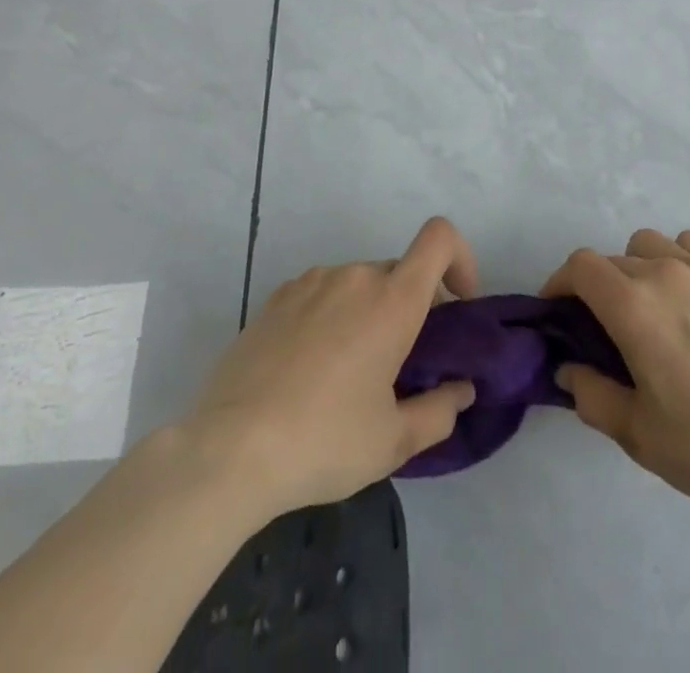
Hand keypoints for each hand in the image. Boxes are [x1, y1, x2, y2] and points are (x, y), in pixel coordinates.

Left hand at [185, 217, 480, 519]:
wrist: (228, 451)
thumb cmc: (324, 440)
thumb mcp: (393, 441)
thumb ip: (440, 411)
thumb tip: (461, 390)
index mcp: (393, 299)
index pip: (440, 238)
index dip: (460, 259)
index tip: (457, 305)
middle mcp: (355, 276)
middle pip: (400, 271)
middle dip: (411, 306)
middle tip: (400, 362)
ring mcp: (311, 282)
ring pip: (359, 284)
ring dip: (369, 312)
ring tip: (349, 371)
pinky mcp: (276, 298)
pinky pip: (321, 294)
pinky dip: (331, 316)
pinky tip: (309, 368)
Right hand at [541, 228, 689, 517]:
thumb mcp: (637, 433)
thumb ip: (591, 395)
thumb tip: (568, 368)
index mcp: (634, 307)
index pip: (581, 266)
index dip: (560, 281)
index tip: (559, 310)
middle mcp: (665, 273)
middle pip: (613, 259)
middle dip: (598, 287)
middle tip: (606, 327)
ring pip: (651, 244)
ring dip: (637, 267)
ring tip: (650, 305)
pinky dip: (678, 259)